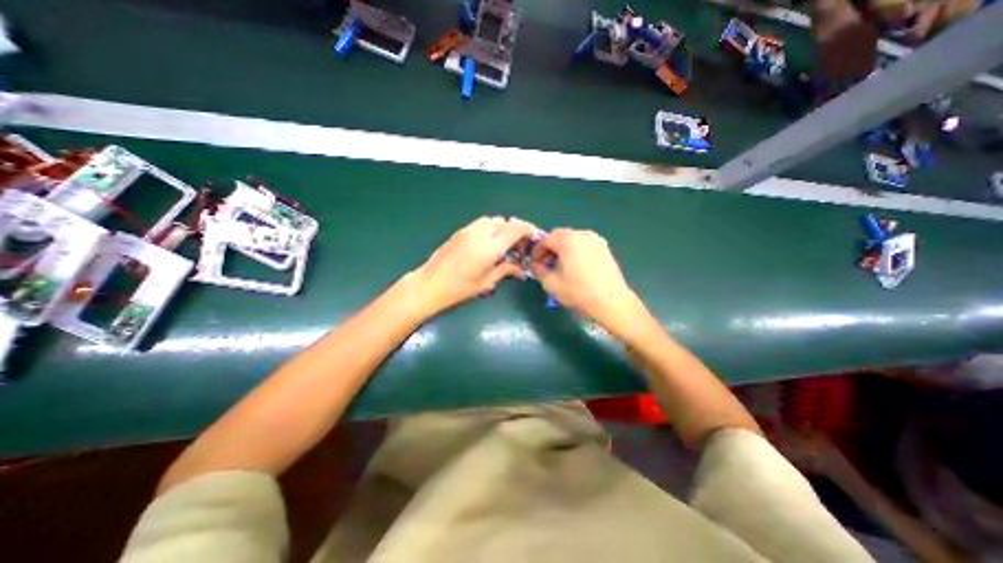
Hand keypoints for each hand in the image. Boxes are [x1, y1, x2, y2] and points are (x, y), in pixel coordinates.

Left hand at [413, 215, 541, 317]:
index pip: (514, 230)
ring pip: (491, 220)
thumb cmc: (459, 289)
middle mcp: (480, 234)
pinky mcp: (460, 232)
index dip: (527, 230)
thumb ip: (505, 271)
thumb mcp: (486, 283)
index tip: (533, 236)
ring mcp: (468, 231)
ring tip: (503, 244)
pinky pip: (480, 224)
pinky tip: (488, 243)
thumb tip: (520, 269)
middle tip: (518, 245)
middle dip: (515, 229)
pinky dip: (490, 228)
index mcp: (489, 248)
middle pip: (504, 222)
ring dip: (501, 228)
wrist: (429, 284)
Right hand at [527, 227, 637, 334]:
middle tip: (545, 264)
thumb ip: (538, 270)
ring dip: (562, 249)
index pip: (545, 239)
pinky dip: (575, 250)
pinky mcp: (604, 248)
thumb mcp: (551, 284)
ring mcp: (596, 240)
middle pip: (559, 236)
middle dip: (549, 248)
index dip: (536, 251)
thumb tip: (535, 265)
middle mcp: (582, 234)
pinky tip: (574, 266)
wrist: (611, 302)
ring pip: (572, 239)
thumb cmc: (578, 292)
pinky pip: (584, 244)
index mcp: (568, 240)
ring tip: (560, 266)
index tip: (533, 264)